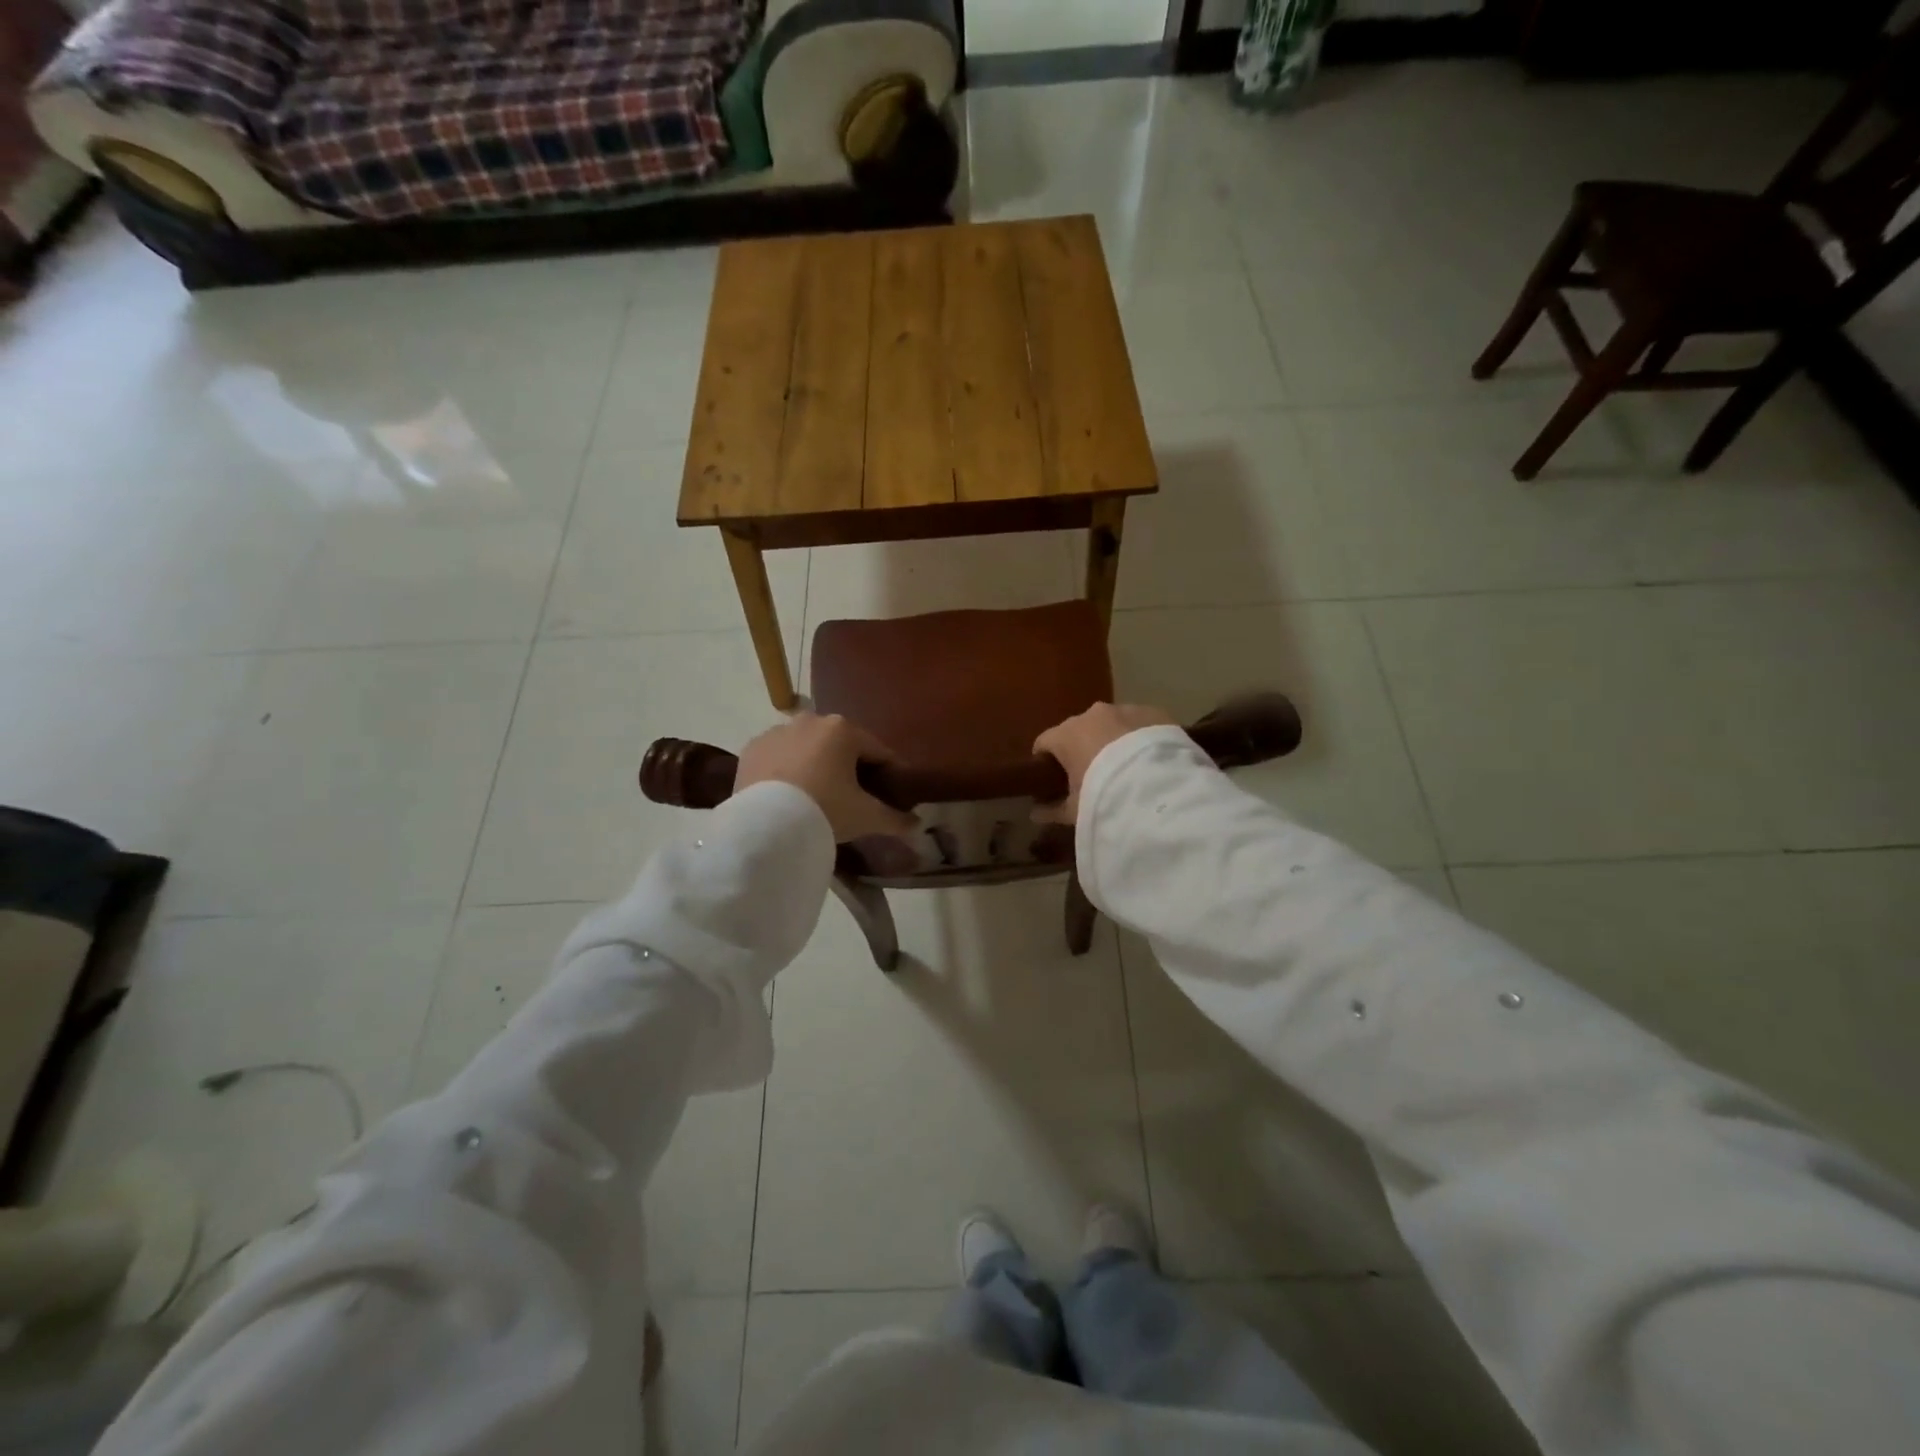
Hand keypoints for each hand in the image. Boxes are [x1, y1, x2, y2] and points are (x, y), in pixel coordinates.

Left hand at [735, 713, 918, 841]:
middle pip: (841, 746)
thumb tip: (917, 825)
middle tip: (855, 798)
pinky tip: (790, 795)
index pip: (878, 751)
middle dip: (850, 767)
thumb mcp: (866, 816)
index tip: (893, 793)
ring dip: (816, 766)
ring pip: (807, 749)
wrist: (766, 826)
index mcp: (843, 729)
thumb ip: (895, 818)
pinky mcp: (752, 749)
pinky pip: (779, 758)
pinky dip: (787, 771)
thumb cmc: (825, 810)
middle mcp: (810, 720)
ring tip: (819, 798)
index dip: (889, 773)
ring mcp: (777, 732)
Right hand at [1032, 703, 1177, 824]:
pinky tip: (1147, 760)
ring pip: (1111, 724)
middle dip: (1081, 749)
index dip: (1045, 761)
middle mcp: (1092, 715)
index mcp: (1066, 734)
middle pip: (1078, 730)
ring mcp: (1125, 710)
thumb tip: (1034, 814)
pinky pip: (1139, 724)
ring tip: (1124, 768)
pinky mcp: (1154, 713)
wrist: (1158, 791)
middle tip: (1091, 777)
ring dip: (1112, 740)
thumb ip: (1051, 810)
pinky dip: (1138, 738)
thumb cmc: (1103, 798)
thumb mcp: (1074, 811)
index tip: (1051, 779)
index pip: (1044, 742)